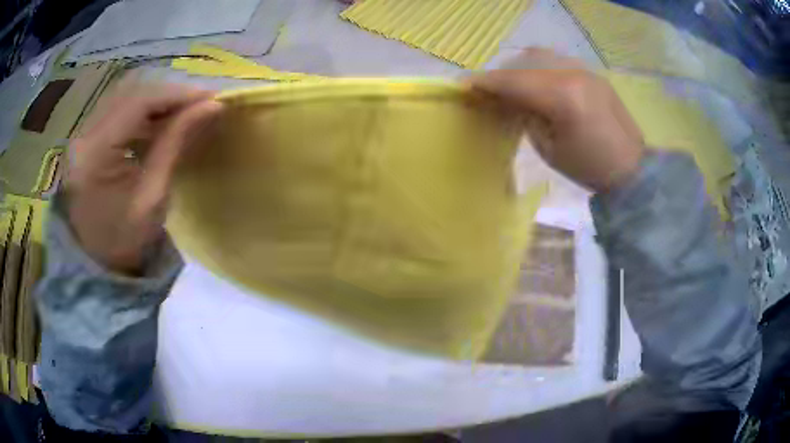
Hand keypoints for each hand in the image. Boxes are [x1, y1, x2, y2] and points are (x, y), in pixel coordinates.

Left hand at [65, 75, 222, 274]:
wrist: (98, 265)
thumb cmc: (125, 242)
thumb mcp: (153, 197)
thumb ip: (176, 143)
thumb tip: (211, 106)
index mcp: (95, 154)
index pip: (138, 103)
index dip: (177, 94)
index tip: (211, 97)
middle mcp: (84, 135)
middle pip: (130, 92)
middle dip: (169, 93)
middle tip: (201, 102)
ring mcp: (84, 135)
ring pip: (125, 96)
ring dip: (157, 99)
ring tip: (185, 110)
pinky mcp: (88, 139)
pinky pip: (119, 110)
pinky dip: (143, 111)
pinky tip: (161, 121)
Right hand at [470, 48, 643, 191]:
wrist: (631, 168)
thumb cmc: (589, 167)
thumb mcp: (549, 148)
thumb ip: (525, 116)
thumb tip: (508, 99)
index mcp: (562, 97)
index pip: (514, 81)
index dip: (486, 82)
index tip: (464, 85)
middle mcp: (573, 74)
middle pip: (524, 62)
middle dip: (501, 74)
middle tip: (489, 90)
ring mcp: (585, 70)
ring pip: (540, 56)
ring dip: (520, 67)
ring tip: (513, 85)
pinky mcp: (592, 73)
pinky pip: (557, 61)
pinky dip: (539, 68)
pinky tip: (538, 83)